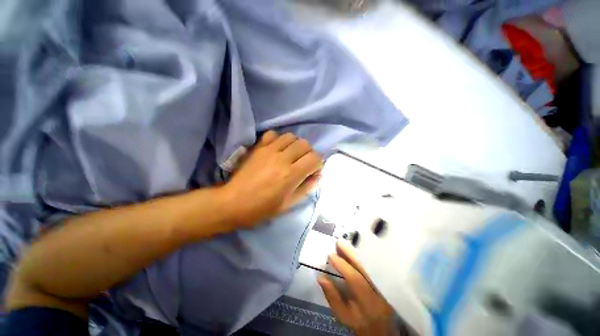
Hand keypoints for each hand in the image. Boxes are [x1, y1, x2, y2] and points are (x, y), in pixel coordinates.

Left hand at [221, 131, 322, 228]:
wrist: (232, 202)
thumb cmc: (262, 208)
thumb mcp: (289, 204)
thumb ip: (307, 188)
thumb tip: (318, 175)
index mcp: (291, 175)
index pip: (315, 158)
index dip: (317, 164)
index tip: (312, 171)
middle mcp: (282, 158)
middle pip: (305, 144)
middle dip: (308, 154)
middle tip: (302, 163)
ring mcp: (268, 150)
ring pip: (291, 136)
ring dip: (295, 145)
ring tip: (290, 155)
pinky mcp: (258, 147)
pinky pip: (273, 134)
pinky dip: (278, 139)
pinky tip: (276, 149)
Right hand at [318, 241, 399, 335]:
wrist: (381, 330)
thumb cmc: (360, 324)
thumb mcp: (343, 316)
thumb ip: (332, 298)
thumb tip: (321, 277)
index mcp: (368, 302)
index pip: (355, 279)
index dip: (342, 265)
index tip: (331, 255)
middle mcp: (378, 290)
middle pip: (364, 268)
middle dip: (350, 253)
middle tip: (338, 242)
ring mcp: (384, 284)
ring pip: (369, 264)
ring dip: (355, 253)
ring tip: (343, 244)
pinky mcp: (385, 280)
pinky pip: (372, 265)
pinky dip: (361, 257)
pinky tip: (352, 251)